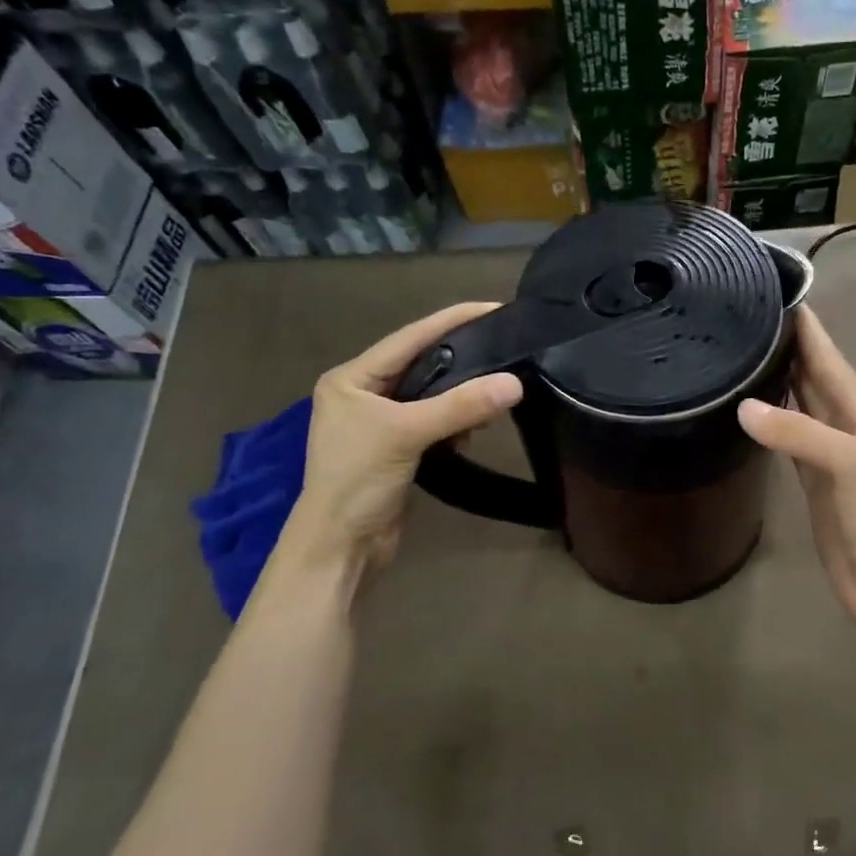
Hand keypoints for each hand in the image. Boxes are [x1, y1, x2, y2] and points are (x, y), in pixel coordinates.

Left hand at [282, 302, 522, 579]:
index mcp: (352, 378)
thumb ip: (460, 406)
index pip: (410, 338)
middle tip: (505, 345)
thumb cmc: (357, 481)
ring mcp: (380, 423)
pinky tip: (475, 426)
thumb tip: (515, 383)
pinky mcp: (397, 449)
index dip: (452, 320)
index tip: (493, 307)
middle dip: (462, 359)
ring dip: (461, 396)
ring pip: (431, 395)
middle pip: (421, 364)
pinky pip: (433, 422)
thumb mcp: (406, 434)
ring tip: (497, 390)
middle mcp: (363, 394)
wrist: (340, 548)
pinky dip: (455, 422)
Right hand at [739, 307, 855, 641]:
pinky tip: (747, 412)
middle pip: (811, 378)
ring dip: (774, 382)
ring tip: (738, 354)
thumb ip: (800, 433)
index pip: (829, 359)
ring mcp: (828, 457)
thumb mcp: (852, 466)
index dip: (807, 327)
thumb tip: (743, 404)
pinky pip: (786, 443)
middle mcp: (845, 427)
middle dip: (785, 347)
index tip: (774, 291)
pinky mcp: (812, 485)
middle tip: (742, 317)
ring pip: (796, 407)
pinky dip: (768, 424)